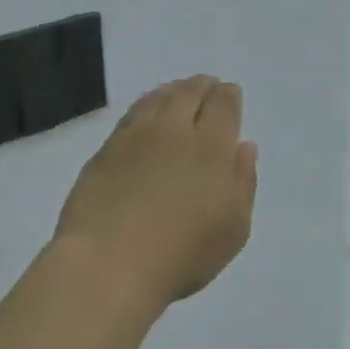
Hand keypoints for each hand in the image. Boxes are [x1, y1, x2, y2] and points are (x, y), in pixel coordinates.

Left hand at [54, 76, 258, 309]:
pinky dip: (145, 105)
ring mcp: (135, 137)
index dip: (228, 96)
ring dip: (172, 90)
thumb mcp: (233, 229)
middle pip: (189, 93)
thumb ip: (243, 182)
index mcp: (211, 147)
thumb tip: (244, 146)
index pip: (223, 106)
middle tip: (207, 85)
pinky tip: (146, 113)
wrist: (108, 263)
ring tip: (178, 92)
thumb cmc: (182, 255)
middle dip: (202, 86)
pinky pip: (132, 114)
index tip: (229, 93)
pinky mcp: (106, 150)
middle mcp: (173, 131)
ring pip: (158, 98)